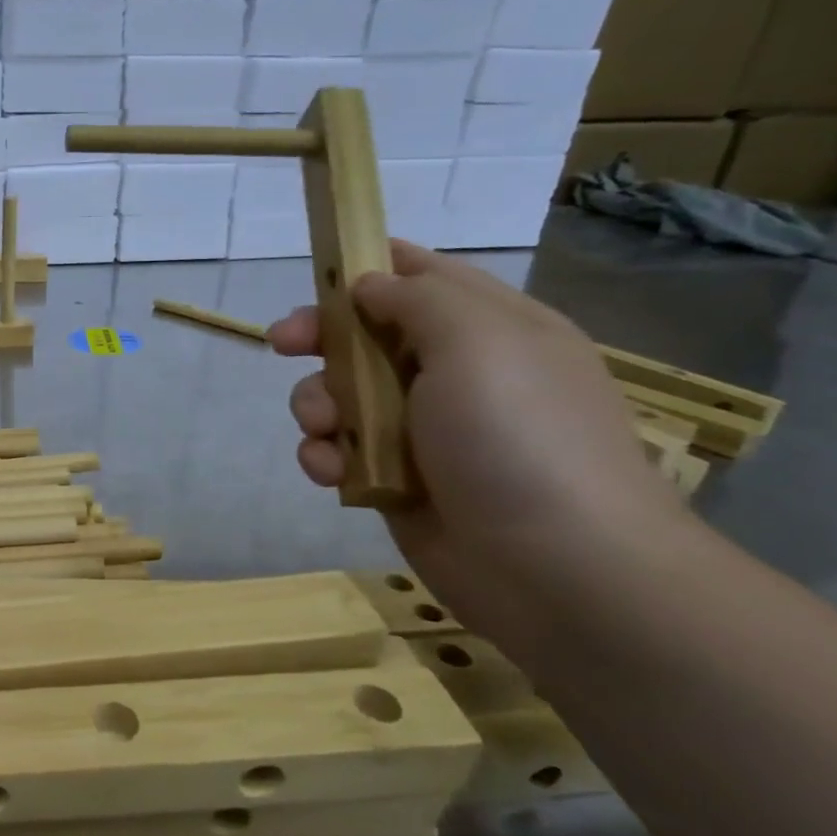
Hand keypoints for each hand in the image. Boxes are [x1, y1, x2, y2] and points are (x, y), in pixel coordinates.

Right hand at [268, 243, 690, 630]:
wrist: (553, 566)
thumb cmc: (517, 436)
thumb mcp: (477, 341)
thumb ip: (417, 299)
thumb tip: (370, 284)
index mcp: (488, 328)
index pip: (422, 277)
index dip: (368, 269)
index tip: (318, 276)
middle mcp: (452, 373)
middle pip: (365, 335)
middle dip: (320, 338)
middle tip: (283, 343)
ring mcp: (420, 430)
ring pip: (340, 395)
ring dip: (317, 406)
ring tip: (324, 429)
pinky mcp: (392, 478)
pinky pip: (338, 450)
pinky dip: (324, 456)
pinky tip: (331, 472)